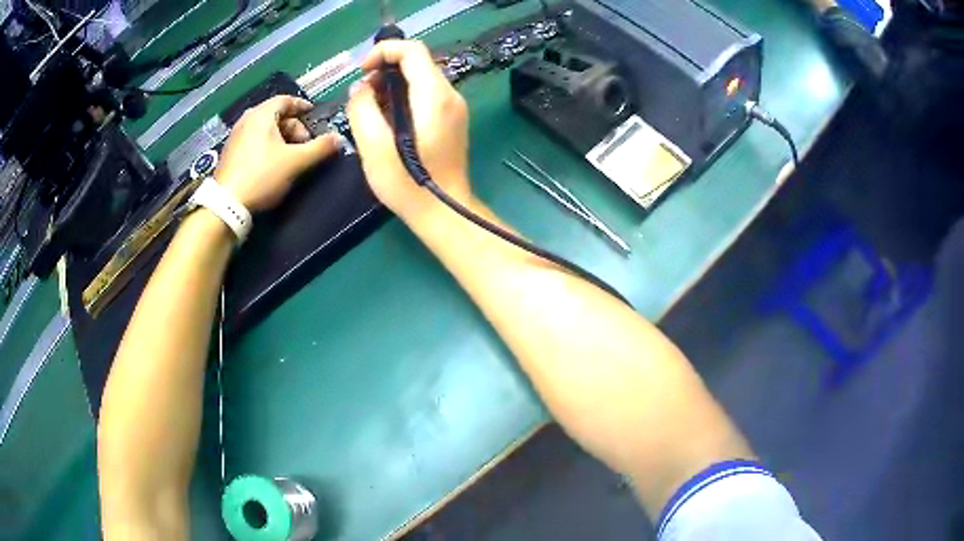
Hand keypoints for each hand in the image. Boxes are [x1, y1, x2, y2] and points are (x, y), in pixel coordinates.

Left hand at [215, 95, 337, 211]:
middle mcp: (246, 120)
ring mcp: (236, 137)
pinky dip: (267, 146)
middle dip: (294, 127)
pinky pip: (254, 142)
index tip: (314, 115)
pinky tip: (273, 164)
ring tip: (291, 156)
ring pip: (264, 130)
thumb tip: (339, 138)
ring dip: (281, 138)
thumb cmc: (262, 175)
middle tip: (305, 144)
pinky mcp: (230, 154)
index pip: (286, 100)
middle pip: (275, 115)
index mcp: (261, 115)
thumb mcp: (295, 162)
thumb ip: (319, 148)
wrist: (227, 205)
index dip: (302, 106)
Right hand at [346, 40, 471, 221]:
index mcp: (434, 96)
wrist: (444, 212)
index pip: (413, 50)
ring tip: (371, 109)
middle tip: (363, 95)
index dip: (383, 51)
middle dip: (385, 70)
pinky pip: (426, 95)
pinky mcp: (452, 120)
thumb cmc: (408, 183)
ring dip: (393, 85)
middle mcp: (450, 95)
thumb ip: (362, 109)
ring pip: (421, 78)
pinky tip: (389, 120)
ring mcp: (454, 108)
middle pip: (418, 63)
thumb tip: (361, 89)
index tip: (362, 71)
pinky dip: (404, 97)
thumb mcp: (374, 146)